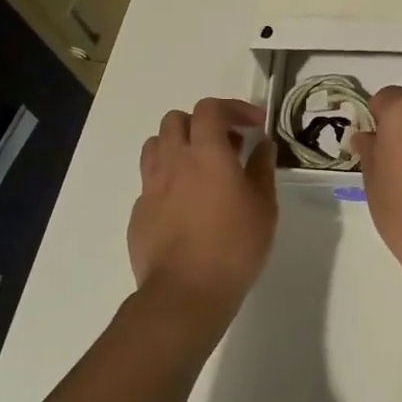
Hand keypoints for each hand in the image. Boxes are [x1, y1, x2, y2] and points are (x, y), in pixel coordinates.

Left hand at [129, 97, 277, 318]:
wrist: (185, 293)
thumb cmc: (234, 246)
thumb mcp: (264, 206)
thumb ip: (261, 168)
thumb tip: (262, 145)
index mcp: (207, 152)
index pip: (210, 108)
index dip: (233, 108)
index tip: (253, 125)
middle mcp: (173, 161)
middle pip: (176, 119)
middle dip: (201, 124)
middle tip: (225, 146)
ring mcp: (151, 186)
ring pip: (155, 145)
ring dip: (178, 146)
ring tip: (199, 169)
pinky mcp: (138, 212)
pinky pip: (150, 182)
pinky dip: (168, 180)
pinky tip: (185, 206)